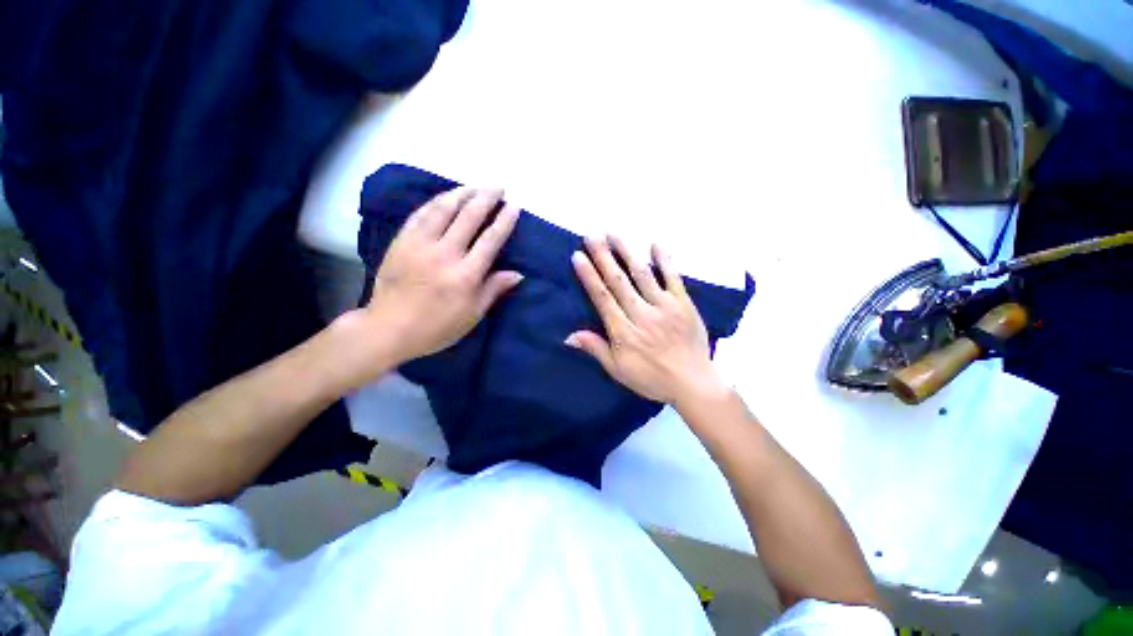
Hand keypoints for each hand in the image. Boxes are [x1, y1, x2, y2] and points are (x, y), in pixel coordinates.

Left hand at [358, 186, 521, 367]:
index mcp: (466, 275)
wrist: (388, 328)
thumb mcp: (472, 314)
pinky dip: (435, 202)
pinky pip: (420, 214)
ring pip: (443, 208)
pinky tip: (445, 198)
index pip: (490, 240)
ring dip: (461, 193)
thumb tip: (518, 273)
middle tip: (497, 188)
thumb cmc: (437, 326)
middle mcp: (445, 253)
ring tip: (474, 187)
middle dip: (486, 198)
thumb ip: (494, 290)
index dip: (504, 221)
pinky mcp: (401, 241)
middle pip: (469, 216)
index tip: (514, 206)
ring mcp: (420, 244)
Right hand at [566, 235, 724, 405]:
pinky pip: (673, 278)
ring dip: (626, 252)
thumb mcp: (618, 370)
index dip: (589, 276)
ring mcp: (664, 306)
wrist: (692, 382)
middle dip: (603, 257)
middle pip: (618, 281)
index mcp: (623, 331)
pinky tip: (655, 244)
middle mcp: (641, 314)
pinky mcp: (683, 303)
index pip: (602, 298)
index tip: (578, 256)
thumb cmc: (651, 378)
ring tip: (613, 234)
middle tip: (592, 236)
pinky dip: (665, 260)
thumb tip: (568, 335)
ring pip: (642, 274)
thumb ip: (596, 349)